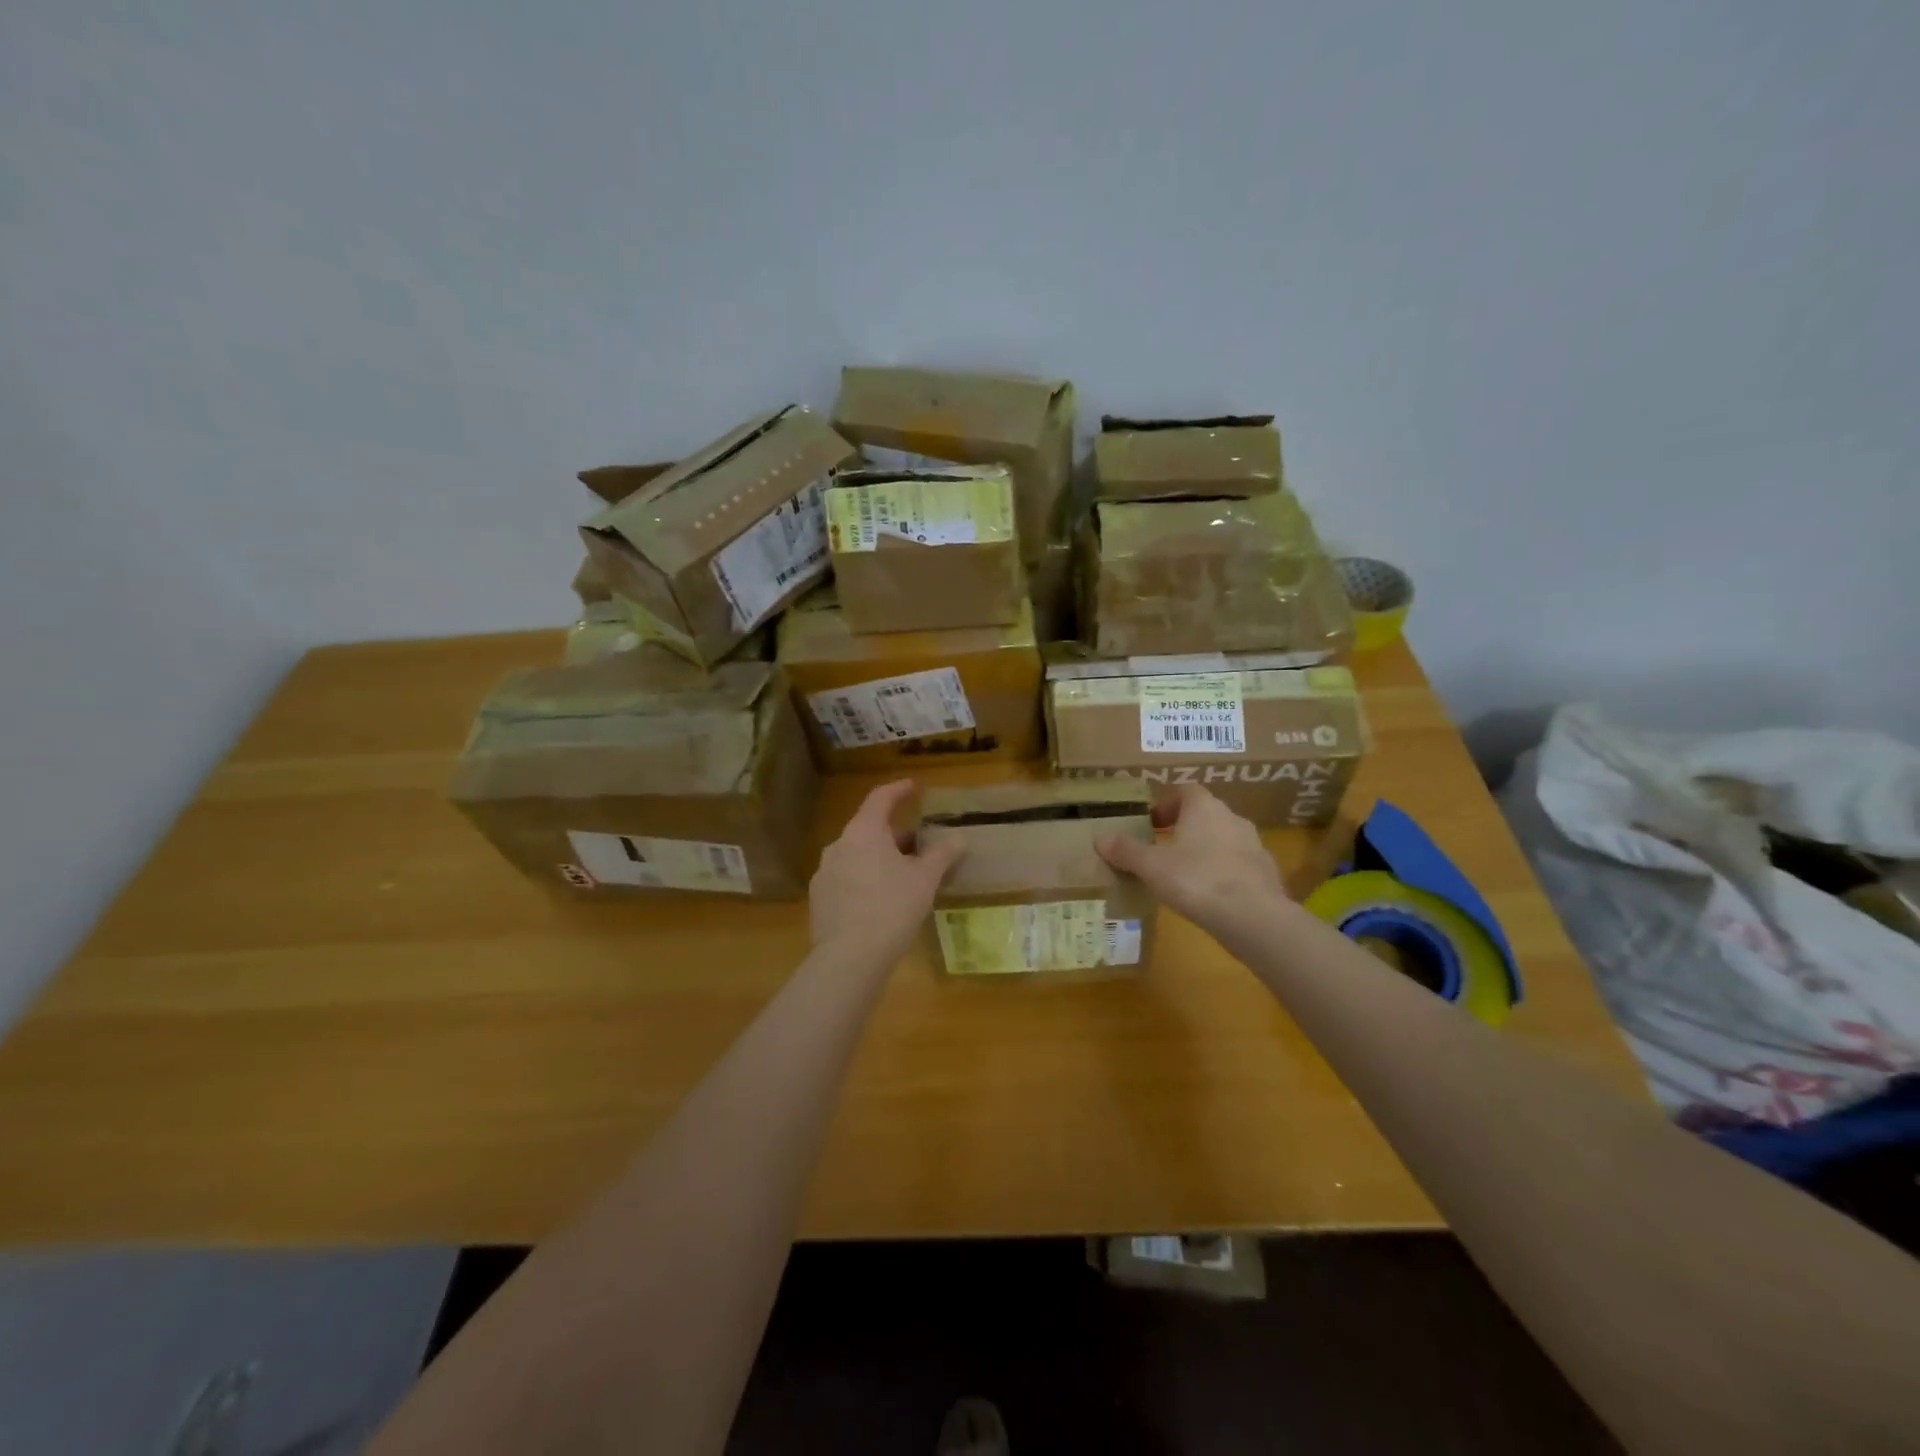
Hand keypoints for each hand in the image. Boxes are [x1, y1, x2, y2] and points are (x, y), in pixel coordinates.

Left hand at [810, 780, 962, 959]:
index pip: (881, 798)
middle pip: (869, 829)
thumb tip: (960, 839)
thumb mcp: (925, 880)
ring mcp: (824, 873)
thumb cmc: (892, 908)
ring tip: (902, 876)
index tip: (913, 787)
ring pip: (857, 855)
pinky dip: (865, 879)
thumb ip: (942, 855)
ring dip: (879, 858)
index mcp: (863, 832)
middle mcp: (839, 845)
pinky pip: (847, 878)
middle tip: (918, 845)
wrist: (849, 958)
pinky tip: (880, 900)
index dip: (898, 790)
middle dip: (894, 834)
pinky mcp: (819, 899)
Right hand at [1097, 784, 1286, 938]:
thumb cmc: (1196, 880)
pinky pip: (1239, 865)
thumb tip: (1100, 837)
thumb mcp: (1151, 866)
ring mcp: (1254, 845)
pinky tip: (1211, 895)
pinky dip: (1224, 872)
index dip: (1166, 804)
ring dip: (1205, 850)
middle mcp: (1232, 818)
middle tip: (1162, 849)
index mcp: (1204, 807)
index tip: (1151, 824)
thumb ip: (1126, 850)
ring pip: (1223, 839)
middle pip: (1204, 814)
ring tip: (1185, 875)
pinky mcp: (1266, 872)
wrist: (1253, 917)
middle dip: (1184, 828)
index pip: (1185, 791)